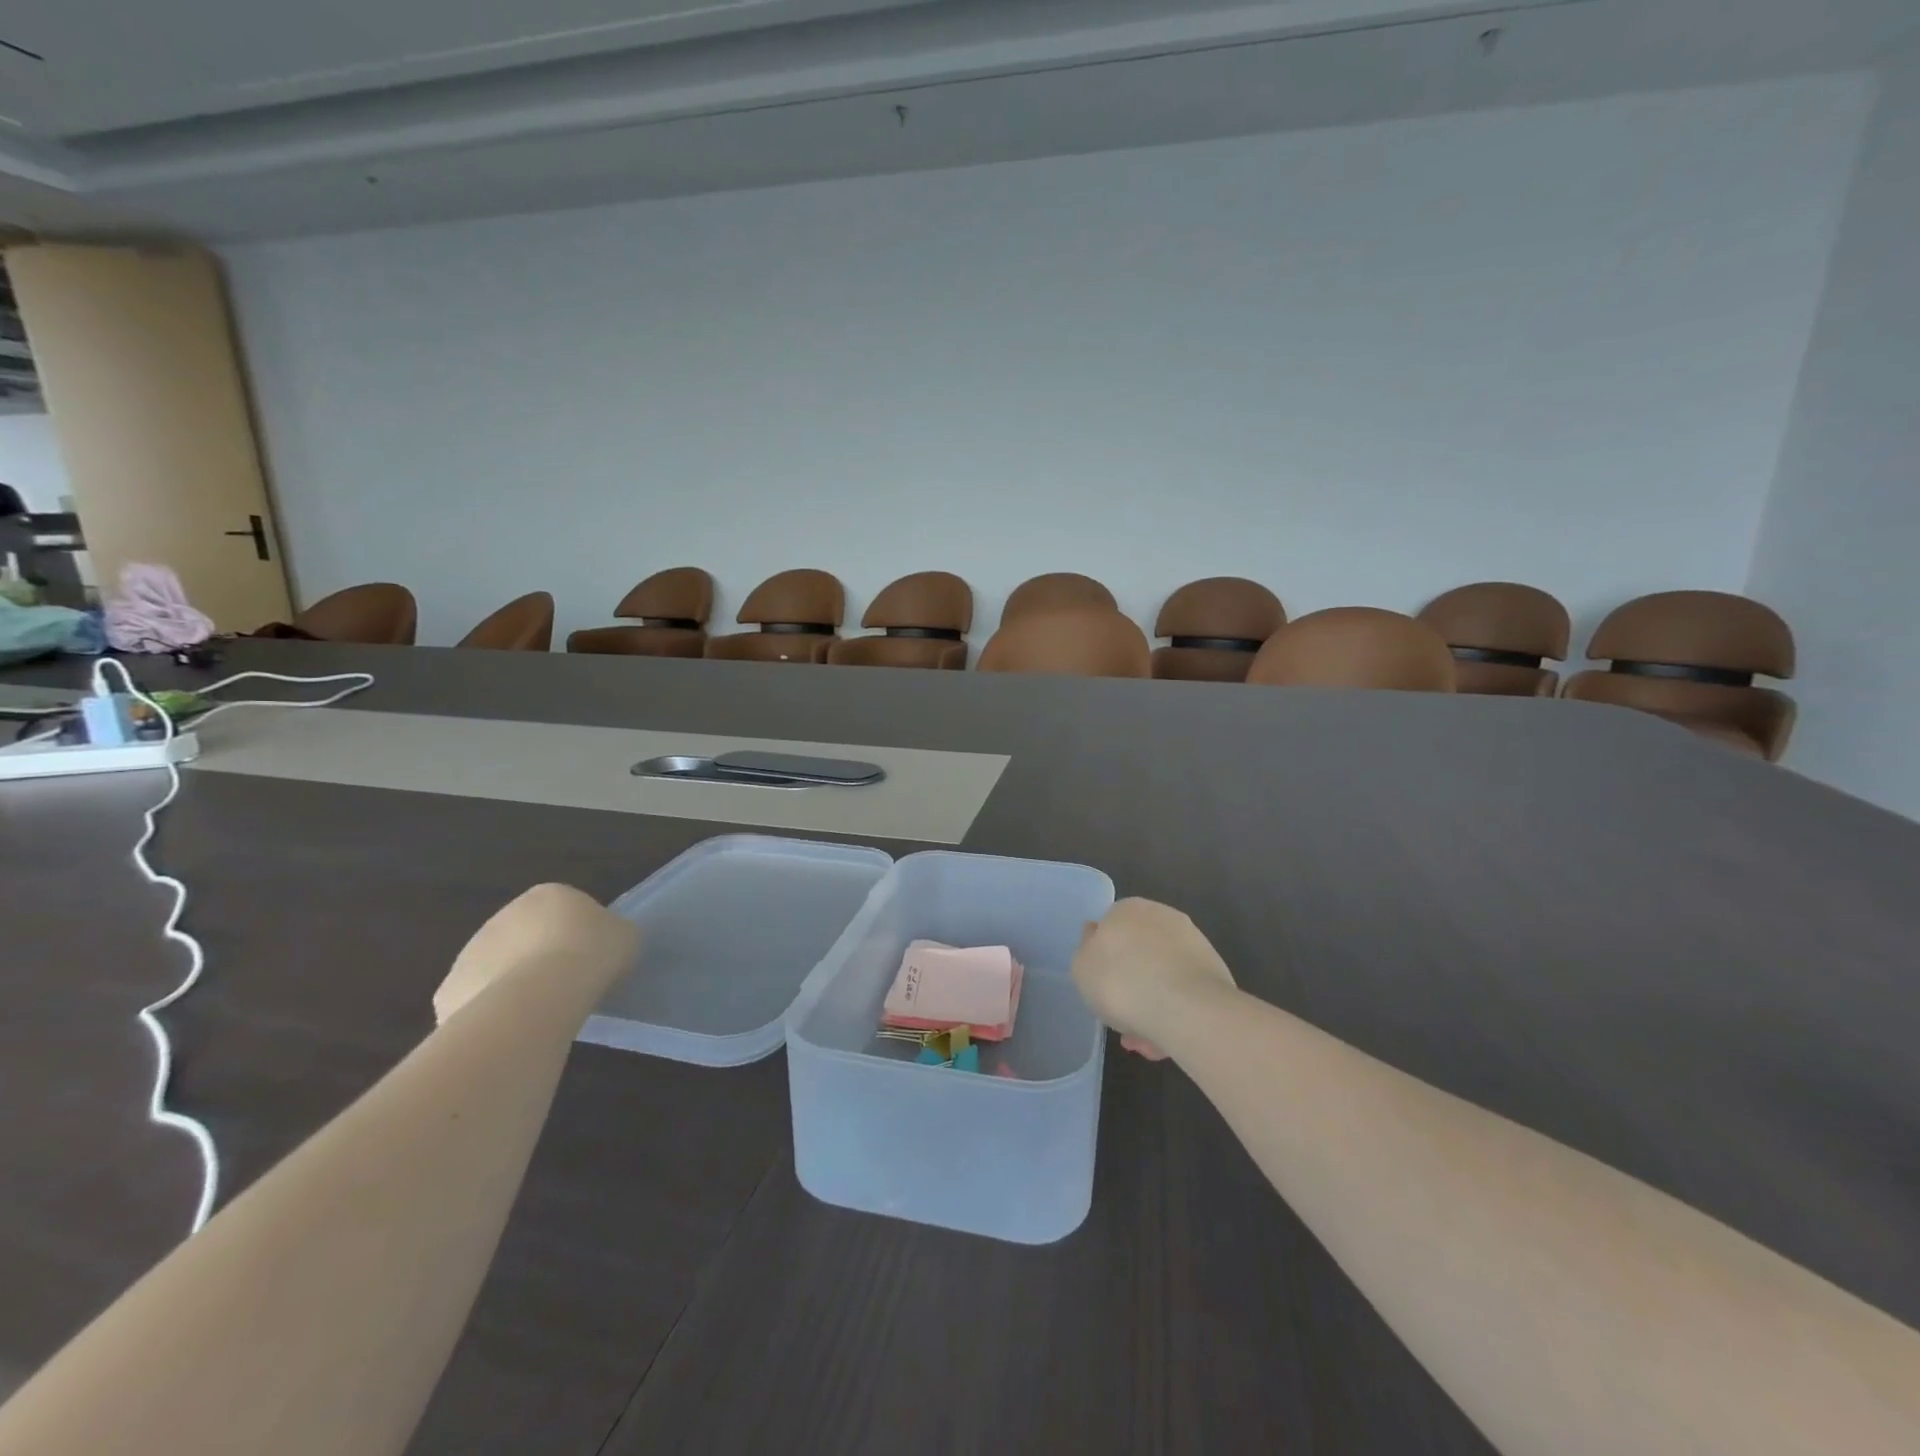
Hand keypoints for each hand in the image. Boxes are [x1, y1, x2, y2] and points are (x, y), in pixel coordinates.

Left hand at [433, 883, 638, 1023]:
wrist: (540, 994)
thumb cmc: (591, 953)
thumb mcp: (625, 936)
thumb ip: (612, 934)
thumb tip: (603, 945)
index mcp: (548, 894)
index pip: (565, 910)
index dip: (580, 935)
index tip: (591, 959)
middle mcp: (504, 915)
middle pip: (526, 937)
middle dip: (541, 958)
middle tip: (566, 986)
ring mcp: (471, 952)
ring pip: (499, 969)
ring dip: (515, 984)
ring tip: (542, 1012)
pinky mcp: (451, 989)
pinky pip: (477, 1001)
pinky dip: (492, 1013)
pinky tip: (515, 1027)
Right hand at [1072, 898, 1235, 1060]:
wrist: (1186, 1008)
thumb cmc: (1121, 983)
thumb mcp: (1082, 968)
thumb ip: (1086, 951)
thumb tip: (1096, 934)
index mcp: (1127, 910)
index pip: (1110, 930)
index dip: (1104, 963)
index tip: (1102, 990)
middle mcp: (1162, 917)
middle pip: (1139, 956)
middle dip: (1131, 989)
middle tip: (1124, 1022)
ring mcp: (1192, 943)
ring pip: (1162, 978)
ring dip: (1151, 1007)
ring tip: (1147, 1043)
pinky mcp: (1214, 971)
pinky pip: (1184, 993)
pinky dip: (1174, 1013)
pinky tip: (1167, 1041)